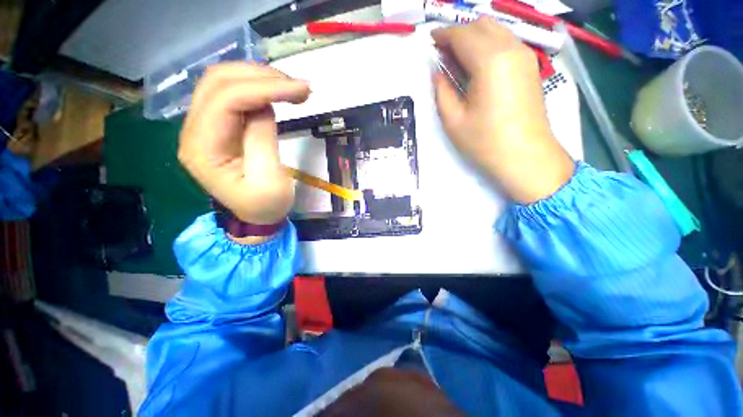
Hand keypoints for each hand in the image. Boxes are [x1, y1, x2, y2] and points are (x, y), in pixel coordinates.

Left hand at [178, 63, 310, 227]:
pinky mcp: (219, 125)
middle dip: (262, 77)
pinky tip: (279, 93)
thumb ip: (262, 138)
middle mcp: (194, 130)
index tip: (301, 90)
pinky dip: (258, 87)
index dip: (265, 88)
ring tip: (293, 88)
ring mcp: (204, 125)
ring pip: (224, 81)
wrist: (257, 216)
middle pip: (219, 81)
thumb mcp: (269, 179)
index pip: (226, 100)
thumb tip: (265, 105)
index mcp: (203, 149)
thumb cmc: (265, 205)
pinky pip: (233, 94)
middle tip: (299, 87)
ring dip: (260, 78)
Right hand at [432, 18, 574, 203]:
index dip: (443, 35)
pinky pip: (506, 43)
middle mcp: (511, 49)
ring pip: (496, 31)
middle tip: (442, 54)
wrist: (526, 157)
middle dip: (458, 34)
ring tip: (457, 60)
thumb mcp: (453, 120)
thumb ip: (441, 91)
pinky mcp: (530, 66)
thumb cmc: (485, 142)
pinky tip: (477, 66)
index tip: (430, 42)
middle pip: (481, 26)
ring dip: (474, 38)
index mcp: (490, 61)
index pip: (462, 35)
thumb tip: (437, 72)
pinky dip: (488, 45)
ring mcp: (525, 56)